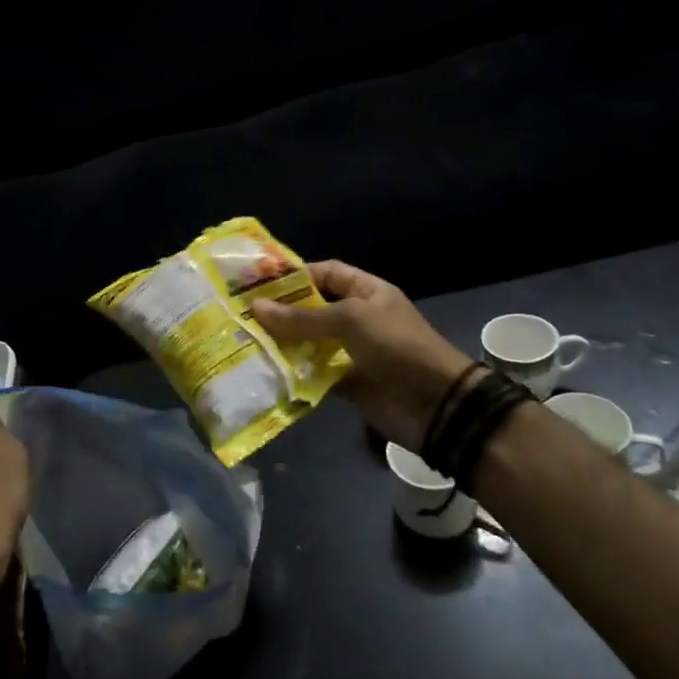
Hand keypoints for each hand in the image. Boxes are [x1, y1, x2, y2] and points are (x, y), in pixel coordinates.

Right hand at [252, 260, 474, 450]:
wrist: (435, 404)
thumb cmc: (396, 347)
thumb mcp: (349, 321)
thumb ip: (302, 317)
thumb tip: (256, 307)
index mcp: (367, 292)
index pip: (327, 273)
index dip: (297, 275)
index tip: (260, 282)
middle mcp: (358, 318)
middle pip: (313, 309)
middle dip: (282, 312)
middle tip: (243, 314)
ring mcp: (352, 351)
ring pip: (310, 342)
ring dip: (284, 343)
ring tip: (247, 341)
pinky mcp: (346, 382)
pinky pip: (314, 373)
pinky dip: (294, 373)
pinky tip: (266, 371)